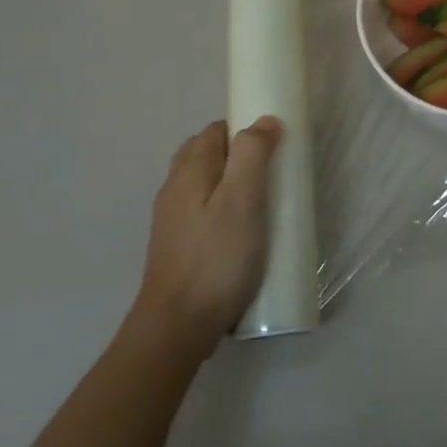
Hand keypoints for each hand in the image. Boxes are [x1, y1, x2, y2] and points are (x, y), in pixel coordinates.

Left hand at [139, 117, 282, 341]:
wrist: (177, 326)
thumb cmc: (216, 259)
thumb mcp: (243, 201)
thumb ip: (252, 155)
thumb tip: (264, 120)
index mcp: (190, 171)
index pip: (215, 130)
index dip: (244, 130)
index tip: (274, 148)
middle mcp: (174, 189)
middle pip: (206, 154)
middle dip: (238, 154)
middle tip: (271, 174)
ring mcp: (172, 220)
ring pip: (203, 184)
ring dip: (231, 183)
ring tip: (262, 202)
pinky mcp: (177, 246)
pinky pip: (202, 211)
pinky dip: (222, 208)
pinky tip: (241, 232)